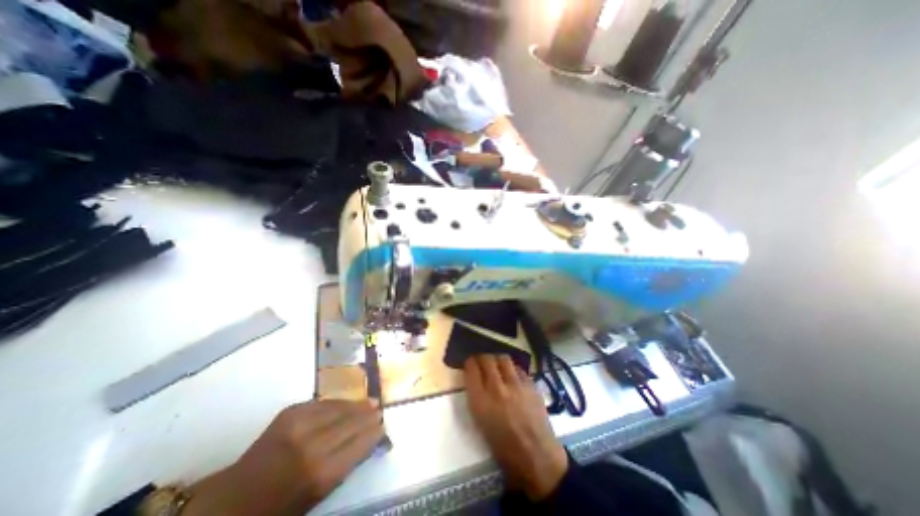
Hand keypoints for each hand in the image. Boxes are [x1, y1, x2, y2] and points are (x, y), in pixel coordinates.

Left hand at [181, 398, 382, 515]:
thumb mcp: (317, 495)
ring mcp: (301, 424)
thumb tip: (369, 439)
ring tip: (370, 401)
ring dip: (357, 405)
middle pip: (352, 422)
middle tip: (380, 408)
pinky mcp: (291, 411)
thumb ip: (346, 464)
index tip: (383, 425)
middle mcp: (314, 444)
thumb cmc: (279, 505)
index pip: (359, 443)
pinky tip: (347, 403)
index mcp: (322, 472)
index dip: (374, 432)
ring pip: (340, 408)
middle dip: (368, 415)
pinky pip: (324, 403)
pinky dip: (339, 403)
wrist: (232, 499)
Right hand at [468, 355, 568, 499]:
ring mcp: (516, 385)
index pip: (471, 370)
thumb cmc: (504, 448)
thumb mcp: (481, 422)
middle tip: (482, 362)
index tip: (470, 364)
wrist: (536, 456)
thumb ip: (477, 397)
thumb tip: (476, 380)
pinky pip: (518, 368)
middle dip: (482, 358)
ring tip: (498, 366)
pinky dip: (513, 369)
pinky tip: (513, 376)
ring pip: (503, 359)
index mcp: (481, 402)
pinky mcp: (531, 385)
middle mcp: (497, 388)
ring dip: (498, 360)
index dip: (469, 363)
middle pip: (487, 359)